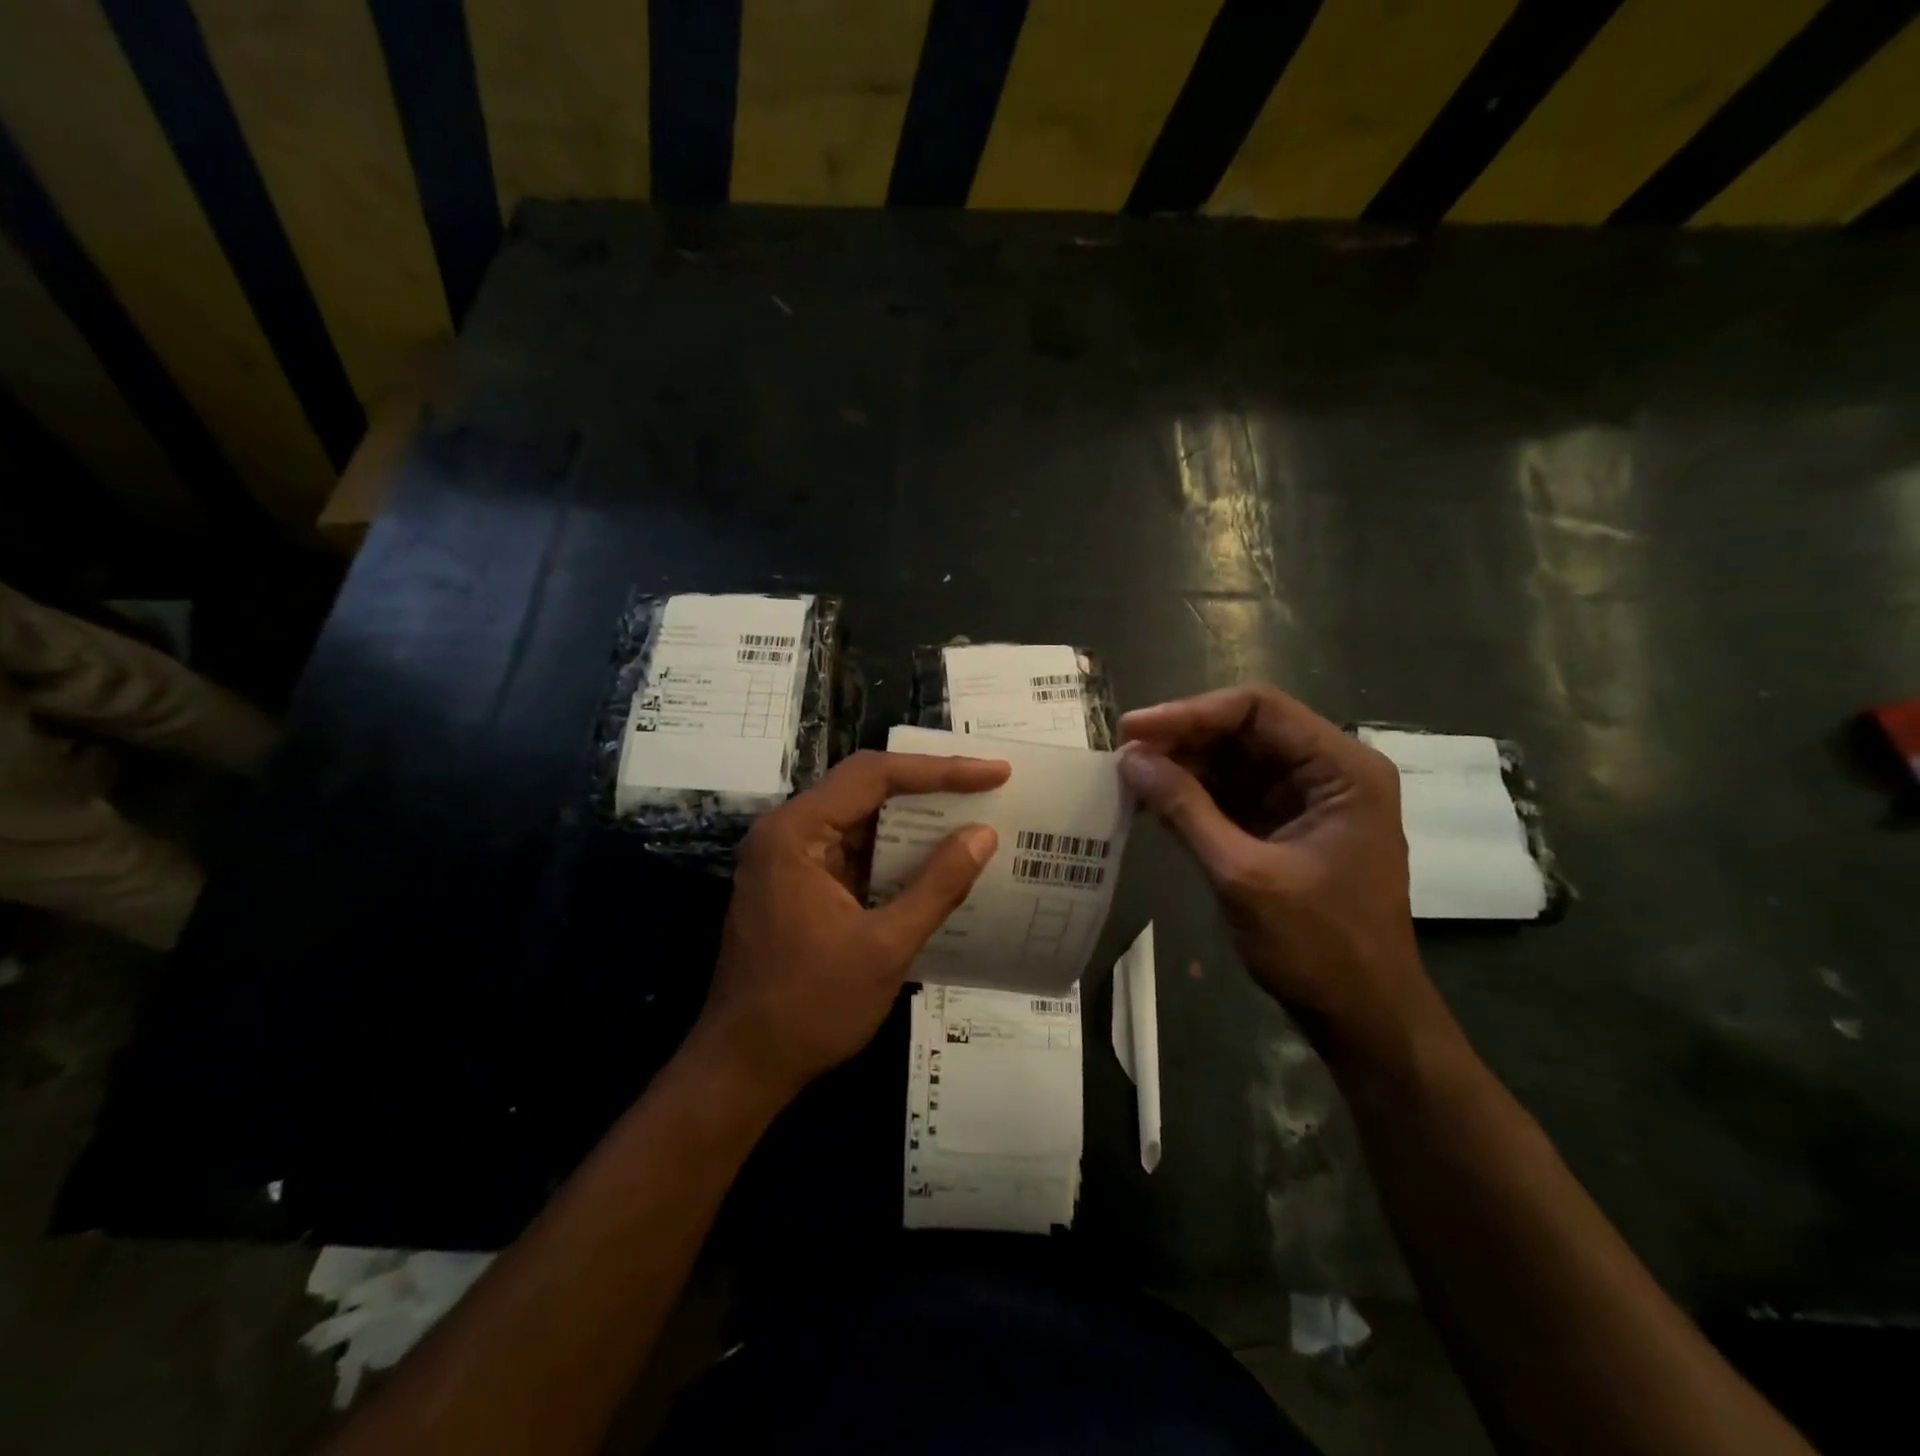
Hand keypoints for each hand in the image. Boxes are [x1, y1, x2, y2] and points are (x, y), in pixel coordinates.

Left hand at [696, 750, 1008, 1101]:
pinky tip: (936, 860)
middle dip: (929, 786)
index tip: (993, 772)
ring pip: (861, 819)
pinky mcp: (799, 885)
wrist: (744, 1068)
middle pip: (865, 788)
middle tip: (988, 784)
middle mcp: (787, 832)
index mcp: (796, 833)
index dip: (939, 770)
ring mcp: (790, 859)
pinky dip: (895, 853)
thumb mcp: (886, 947)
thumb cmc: (811, 1008)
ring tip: (973, 814)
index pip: (874, 776)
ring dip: (914, 820)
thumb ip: (937, 885)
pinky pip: (854, 852)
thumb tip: (983, 835)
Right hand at [1120, 687, 1448, 1062]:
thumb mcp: (1243, 875)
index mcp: (1341, 769)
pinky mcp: (1285, 827)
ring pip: (1234, 761)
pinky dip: (1194, 796)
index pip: (1259, 709)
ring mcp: (1307, 800)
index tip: (1134, 732)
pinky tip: (1154, 803)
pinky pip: (1233, 794)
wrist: (1362, 1018)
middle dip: (1183, 740)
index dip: (1190, 713)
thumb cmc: (1318, 947)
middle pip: (1245, 731)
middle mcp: (1328, 771)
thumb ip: (1185, 810)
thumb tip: (1130, 759)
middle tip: (1124, 756)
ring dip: (1183, 767)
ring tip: (1130, 778)